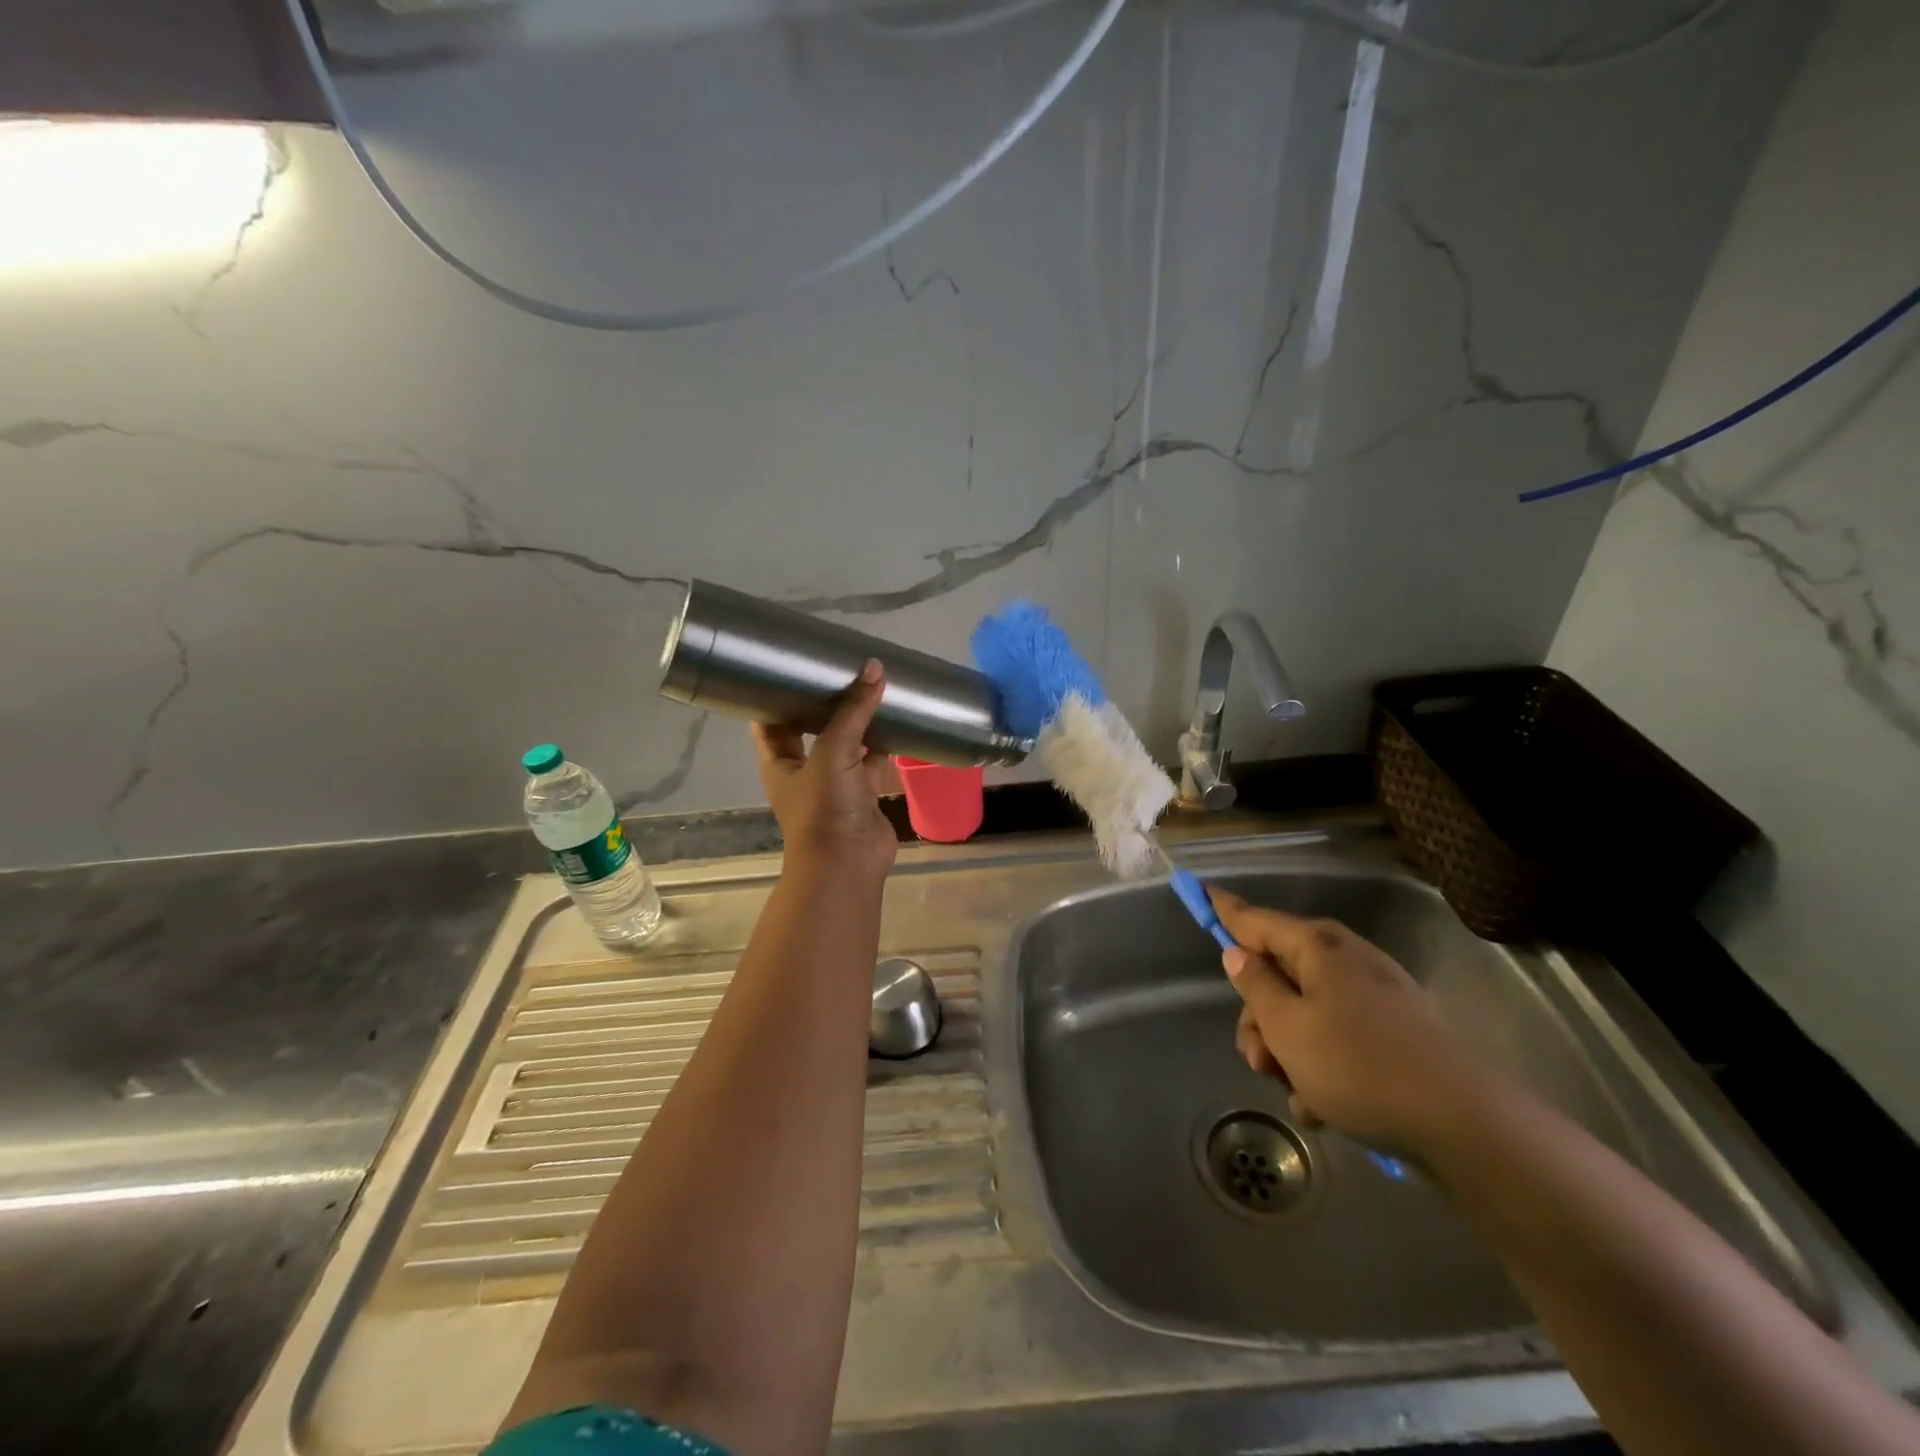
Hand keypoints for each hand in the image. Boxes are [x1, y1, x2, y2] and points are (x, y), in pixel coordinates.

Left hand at [752, 659, 898, 880]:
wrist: (848, 863)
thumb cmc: (824, 807)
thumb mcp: (833, 752)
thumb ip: (853, 711)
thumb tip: (874, 668)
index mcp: (778, 759)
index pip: (770, 718)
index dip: (778, 692)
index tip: (794, 663)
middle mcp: (803, 768)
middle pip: (811, 726)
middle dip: (826, 701)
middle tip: (841, 668)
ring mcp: (834, 782)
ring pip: (846, 742)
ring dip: (857, 720)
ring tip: (871, 684)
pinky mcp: (863, 792)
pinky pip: (873, 760)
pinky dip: (883, 743)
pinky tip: (896, 718)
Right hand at [1208, 888, 1498, 1157]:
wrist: (1466, 1127)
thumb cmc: (1359, 1066)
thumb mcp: (1288, 1028)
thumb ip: (1255, 987)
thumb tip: (1238, 952)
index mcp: (1317, 947)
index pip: (1255, 919)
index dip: (1224, 910)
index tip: (1200, 890)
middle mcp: (1345, 961)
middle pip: (1277, 975)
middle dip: (1259, 1019)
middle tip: (1259, 1060)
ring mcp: (1374, 997)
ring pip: (1304, 1013)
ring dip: (1288, 1051)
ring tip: (1296, 1093)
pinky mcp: (1394, 1034)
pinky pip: (1337, 1039)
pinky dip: (1321, 1068)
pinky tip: (1323, 1107)